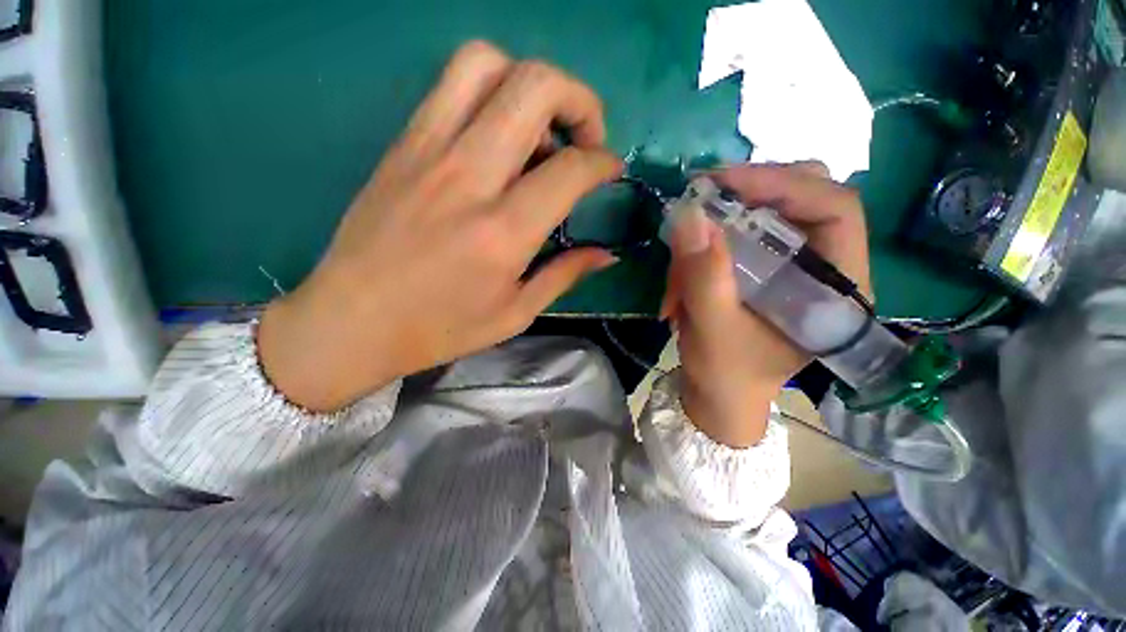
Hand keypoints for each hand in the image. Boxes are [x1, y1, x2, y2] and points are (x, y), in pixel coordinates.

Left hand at [258, 41, 621, 410]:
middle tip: (585, 138)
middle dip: (580, 101)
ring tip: (540, 129)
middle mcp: (468, 178)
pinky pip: (451, 84)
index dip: (603, 162)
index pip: (570, 168)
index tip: (611, 170)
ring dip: (530, 83)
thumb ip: (565, 275)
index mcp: (503, 233)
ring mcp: (427, 151)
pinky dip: (490, 90)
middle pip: (535, 87)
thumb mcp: (515, 313)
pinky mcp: (401, 144)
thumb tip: (607, 254)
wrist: (351, 322)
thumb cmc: (440, 329)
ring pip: (487, 64)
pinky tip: (497, 136)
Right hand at [660, 163, 871, 447]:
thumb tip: (689, 214)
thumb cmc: (726, 372)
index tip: (723, 183)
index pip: (835, 209)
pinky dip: (705, 244)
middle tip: (702, 198)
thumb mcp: (712, 328)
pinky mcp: (765, 265)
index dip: (783, 184)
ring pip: (766, 211)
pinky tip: (682, 273)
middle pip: (804, 197)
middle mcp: (824, 266)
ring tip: (680, 261)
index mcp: (837, 288)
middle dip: (750, 194)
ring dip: (716, 228)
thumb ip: (704, 274)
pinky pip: (738, 233)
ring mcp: (793, 263)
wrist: (718, 392)